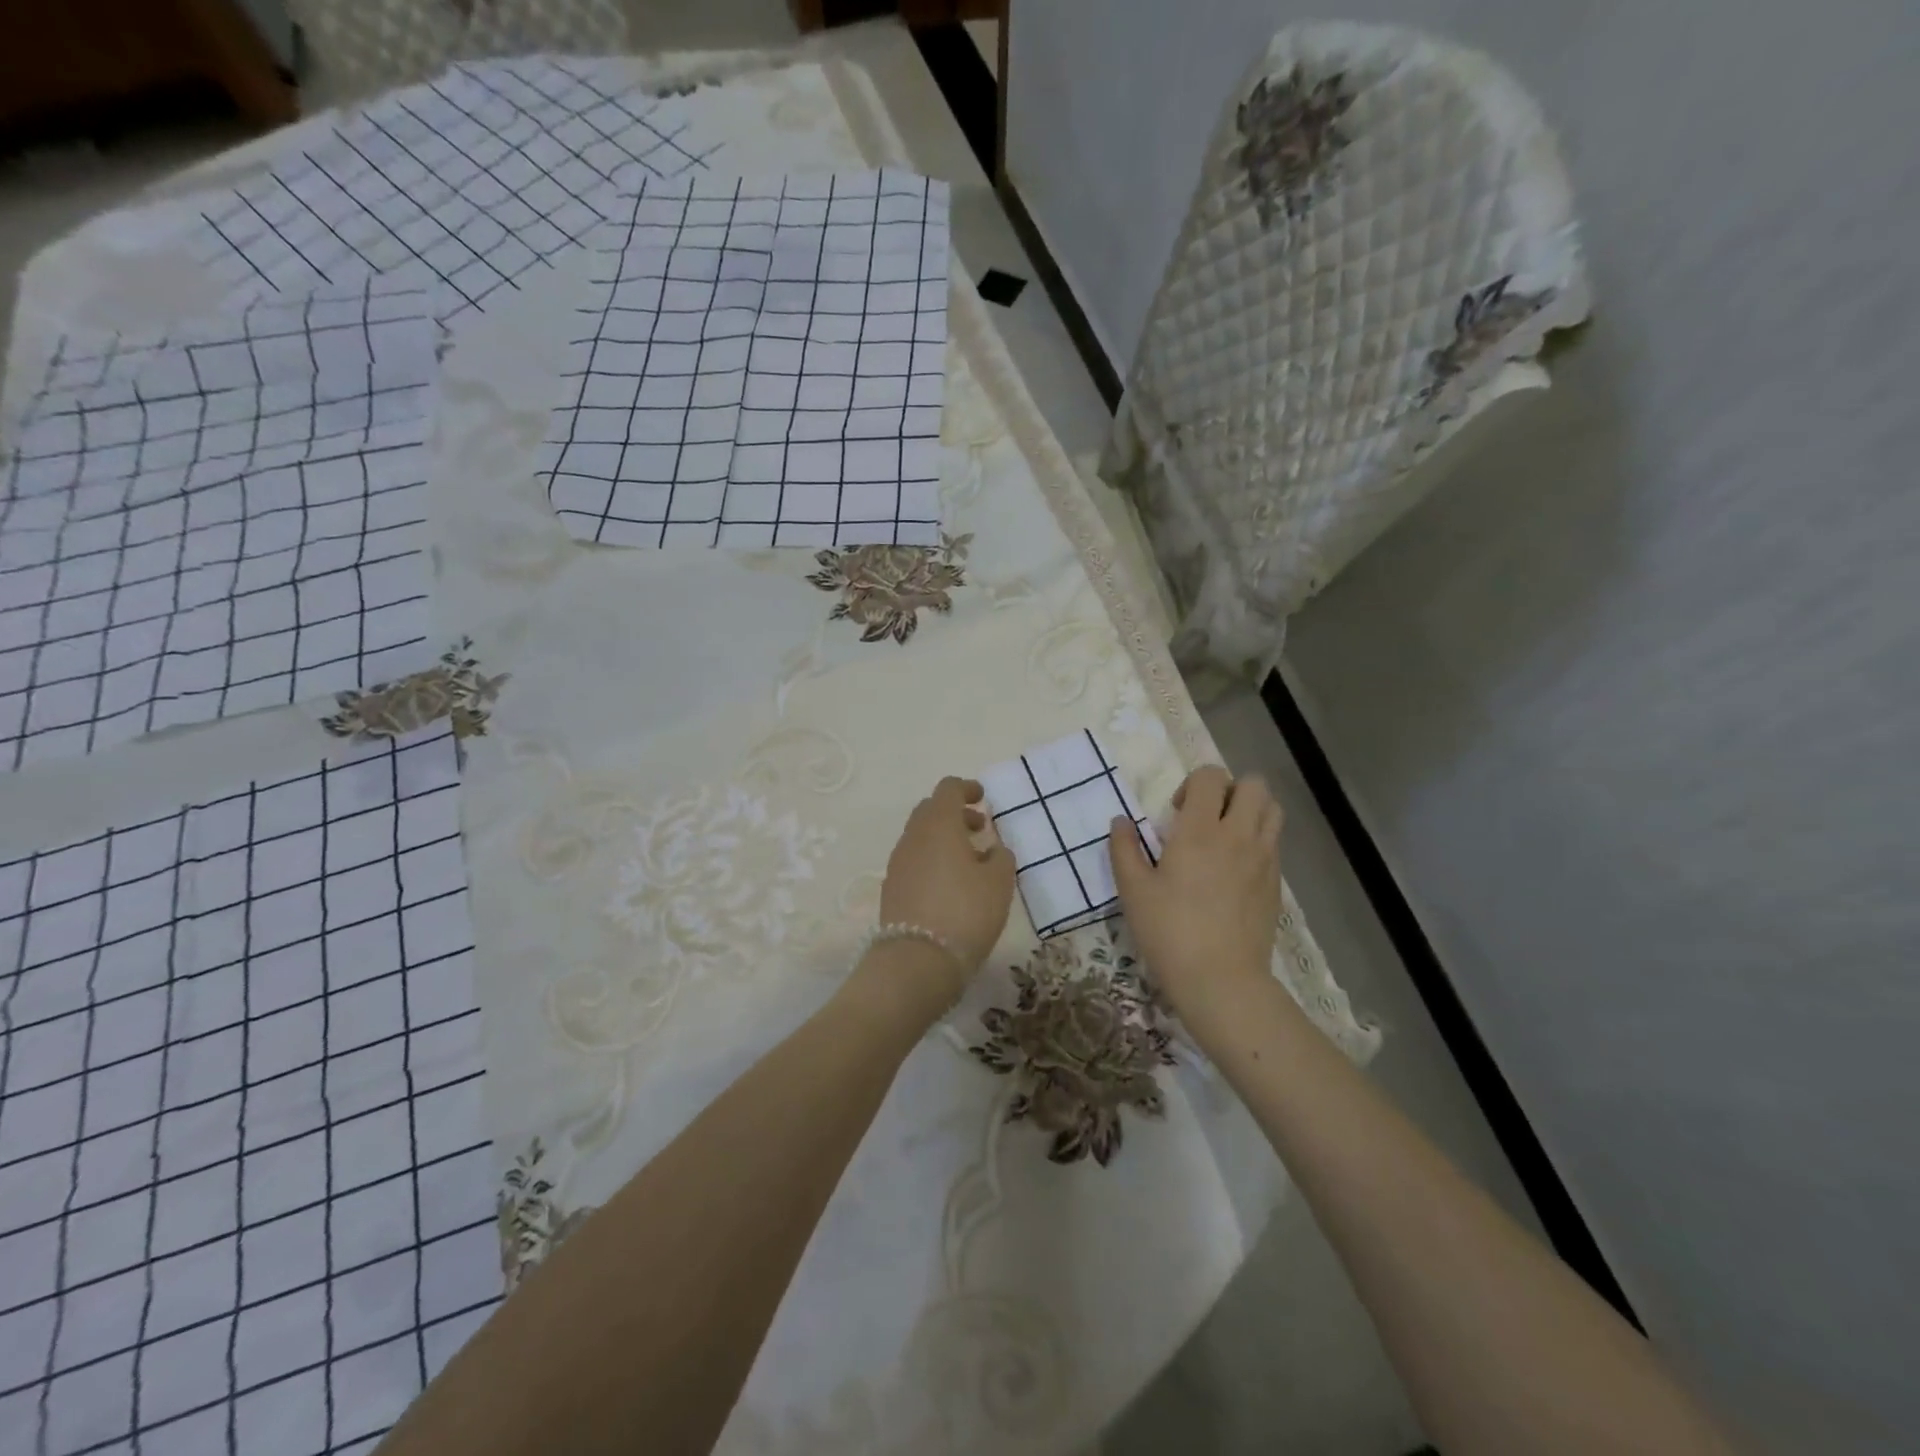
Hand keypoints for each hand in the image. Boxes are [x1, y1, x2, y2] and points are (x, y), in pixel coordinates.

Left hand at [876, 776, 1015, 989]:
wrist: (918, 960)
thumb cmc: (966, 912)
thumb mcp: (999, 882)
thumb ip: (1000, 857)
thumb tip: (992, 850)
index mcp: (939, 824)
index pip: (948, 789)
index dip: (967, 789)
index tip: (982, 799)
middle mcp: (913, 836)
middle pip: (930, 810)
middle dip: (955, 814)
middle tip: (979, 829)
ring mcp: (898, 863)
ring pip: (920, 837)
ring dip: (943, 839)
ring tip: (970, 861)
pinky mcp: (892, 888)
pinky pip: (914, 861)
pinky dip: (932, 860)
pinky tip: (950, 884)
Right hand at [1109, 765, 1282, 1021]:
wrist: (1221, 980)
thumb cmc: (1170, 932)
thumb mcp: (1133, 891)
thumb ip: (1124, 849)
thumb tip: (1120, 821)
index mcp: (1200, 830)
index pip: (1210, 776)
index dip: (1193, 783)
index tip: (1176, 812)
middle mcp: (1238, 835)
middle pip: (1253, 784)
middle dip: (1229, 790)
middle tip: (1206, 818)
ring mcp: (1264, 858)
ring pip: (1273, 809)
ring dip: (1250, 811)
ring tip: (1226, 837)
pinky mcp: (1276, 882)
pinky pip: (1274, 842)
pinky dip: (1258, 840)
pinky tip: (1235, 869)